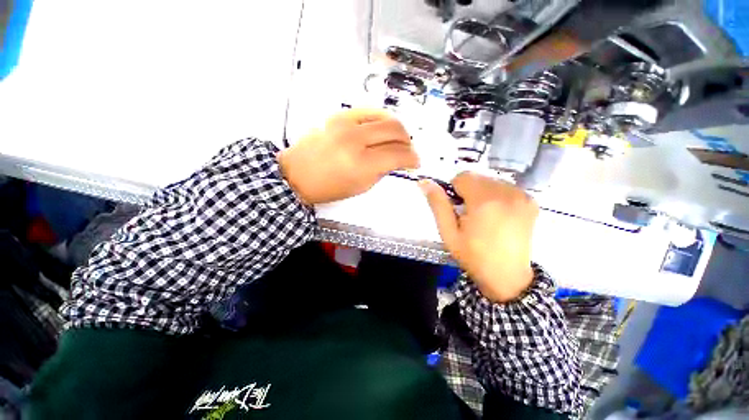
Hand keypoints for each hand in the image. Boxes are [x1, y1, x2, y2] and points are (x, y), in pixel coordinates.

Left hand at [278, 109, 418, 204]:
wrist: (298, 174)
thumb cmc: (328, 187)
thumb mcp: (361, 187)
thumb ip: (383, 171)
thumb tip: (398, 160)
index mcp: (361, 164)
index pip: (398, 155)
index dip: (412, 159)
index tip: (415, 163)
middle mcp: (355, 140)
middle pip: (396, 131)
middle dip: (408, 142)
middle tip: (408, 152)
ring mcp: (346, 124)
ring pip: (386, 117)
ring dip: (398, 129)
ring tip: (398, 140)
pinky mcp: (339, 115)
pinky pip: (370, 111)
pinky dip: (382, 119)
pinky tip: (383, 129)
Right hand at [420, 172, 537, 302]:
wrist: (507, 276)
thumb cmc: (473, 255)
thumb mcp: (448, 232)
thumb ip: (437, 204)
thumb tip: (424, 182)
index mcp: (485, 201)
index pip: (463, 177)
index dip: (455, 191)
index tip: (457, 209)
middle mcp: (507, 193)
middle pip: (478, 177)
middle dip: (469, 191)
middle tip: (469, 215)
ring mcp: (522, 196)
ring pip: (491, 181)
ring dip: (482, 193)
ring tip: (484, 216)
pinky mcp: (531, 201)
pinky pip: (505, 188)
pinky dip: (496, 196)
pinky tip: (498, 215)